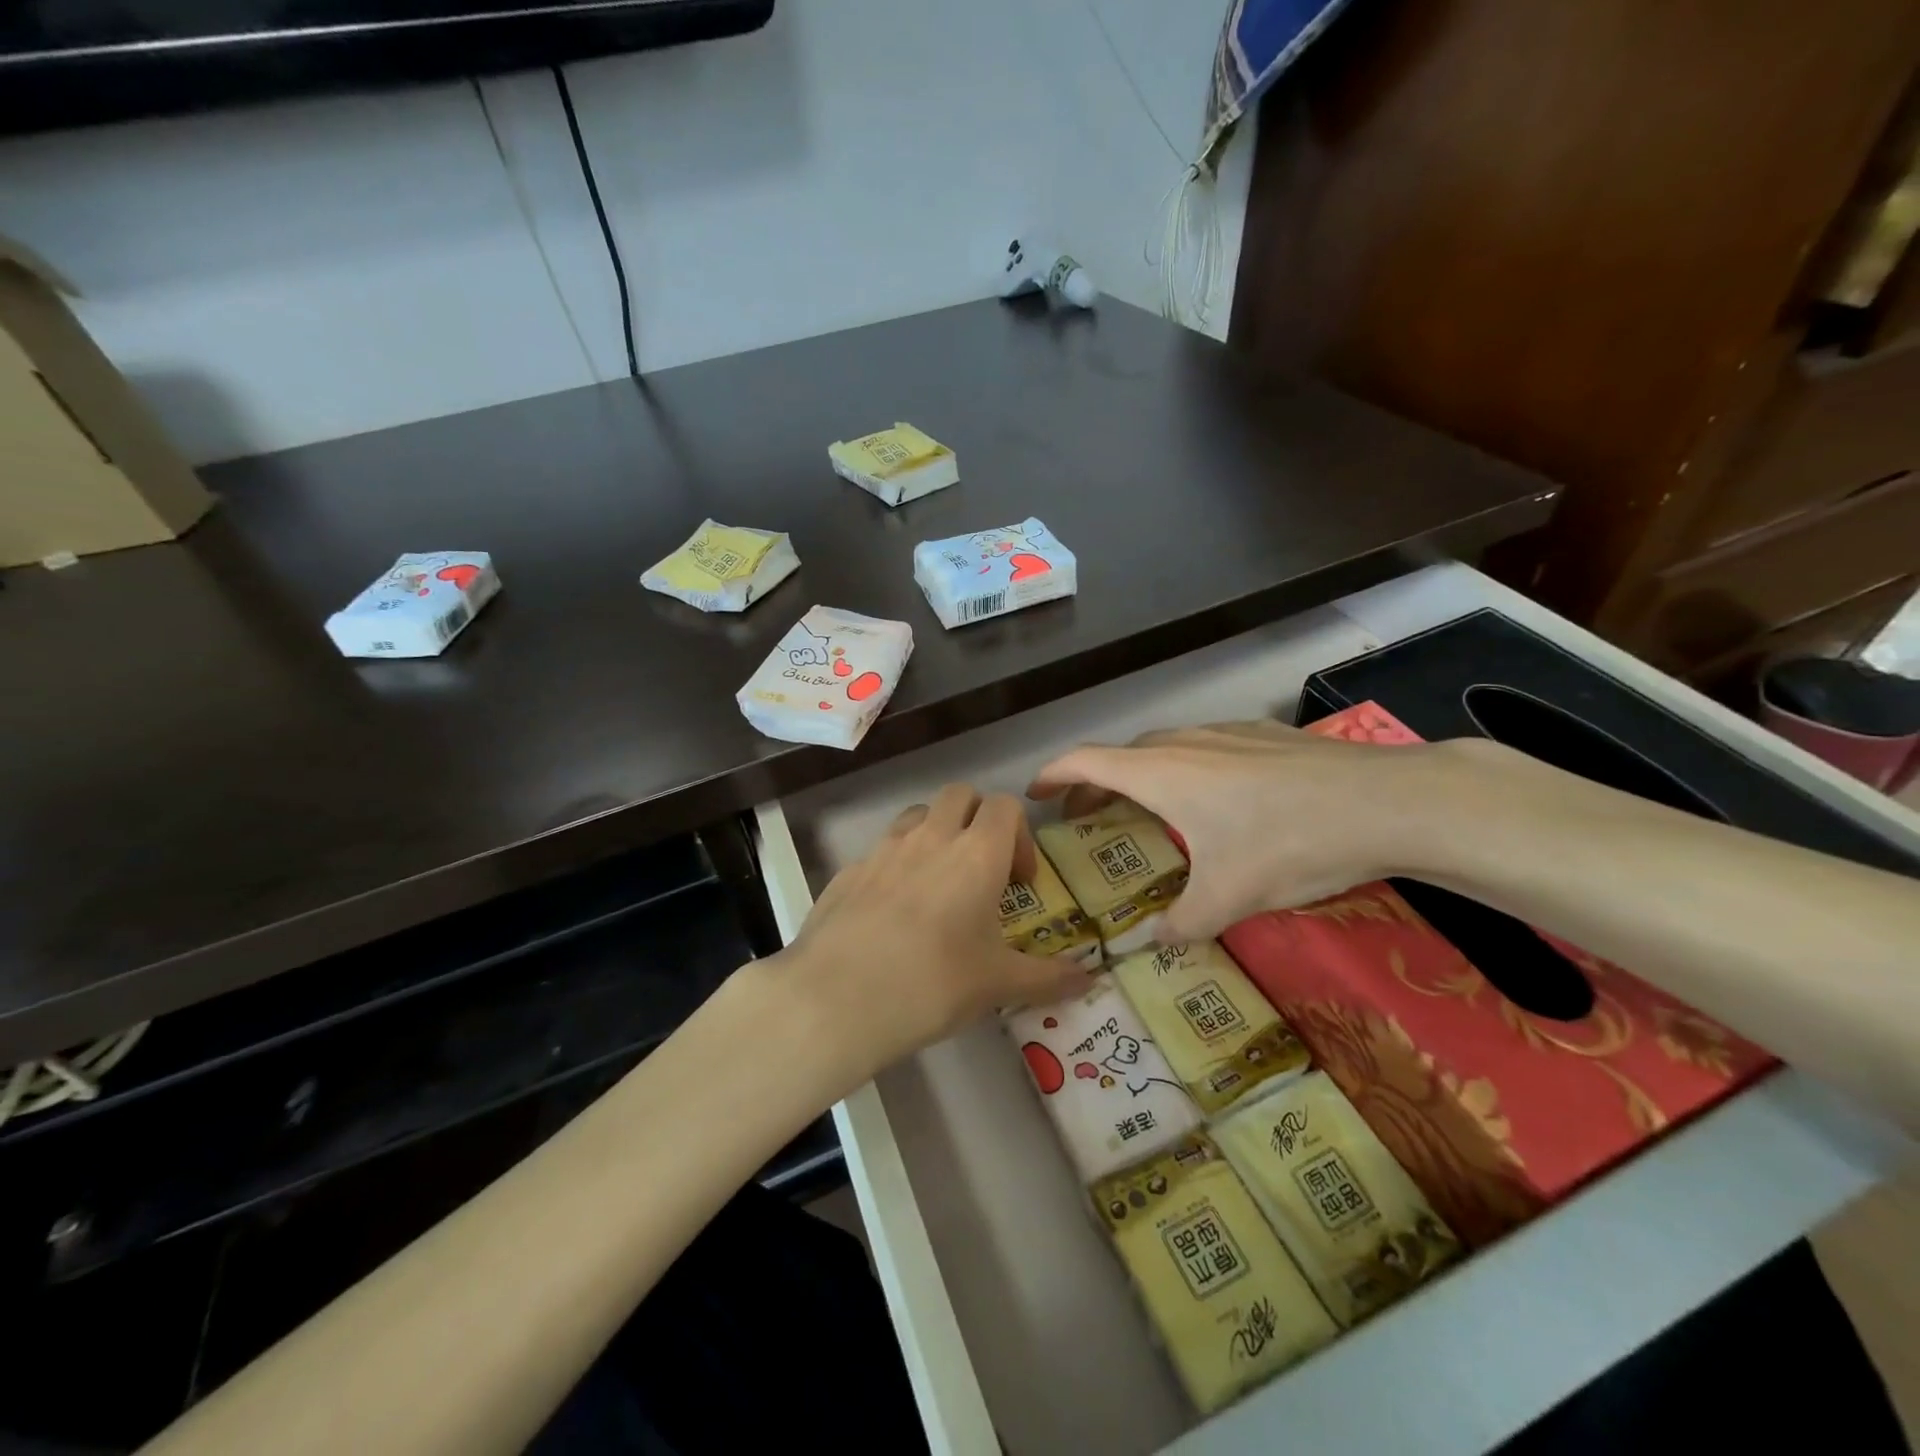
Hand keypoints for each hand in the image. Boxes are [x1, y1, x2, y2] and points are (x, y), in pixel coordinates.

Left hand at [769, 784, 1092, 1081]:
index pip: (1005, 805)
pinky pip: (881, 851)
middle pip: (960, 795)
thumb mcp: (999, 984)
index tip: (1019, 882)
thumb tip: (1092, 980)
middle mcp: (930, 836)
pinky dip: (897, 866)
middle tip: (981, 871)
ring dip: (936, 835)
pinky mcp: (848, 870)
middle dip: (977, 820)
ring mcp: (883, 849)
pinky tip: (892, 917)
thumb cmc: (934, 983)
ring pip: (918, 816)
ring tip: (937, 888)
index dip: (1019, 834)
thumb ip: (1050, 978)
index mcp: (976, 852)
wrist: (838, 998)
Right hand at [1029, 720, 1465, 938]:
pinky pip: (1203, 746)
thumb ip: (1183, 923)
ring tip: (1144, 806)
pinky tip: (1213, 796)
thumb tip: (1157, 943)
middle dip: (1095, 783)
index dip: (1054, 775)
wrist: (1385, 801)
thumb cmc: (1289, 844)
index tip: (1035, 794)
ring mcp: (1226, 733)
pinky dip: (1182, 767)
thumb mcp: (1230, 897)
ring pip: (1164, 747)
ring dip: (1139, 773)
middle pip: (1121, 755)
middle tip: (1086, 816)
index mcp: (1161, 774)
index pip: (1086, 762)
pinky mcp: (1263, 735)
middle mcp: (1184, 744)